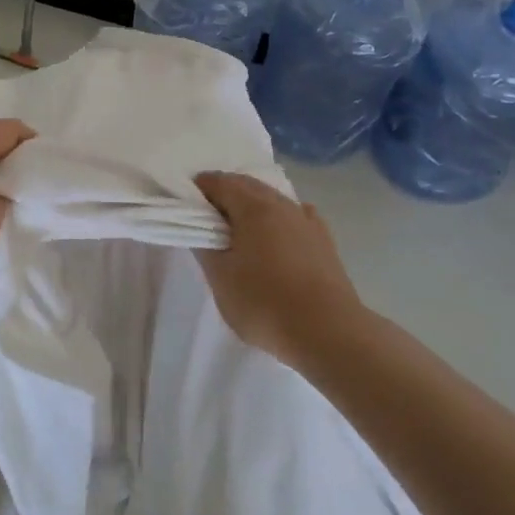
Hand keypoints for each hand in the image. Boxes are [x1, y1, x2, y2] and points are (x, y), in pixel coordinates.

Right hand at [194, 172, 366, 365]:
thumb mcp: (221, 278)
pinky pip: (295, 217)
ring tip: (238, 231)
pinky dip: (278, 219)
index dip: (199, 189)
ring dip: (252, 206)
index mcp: (254, 207)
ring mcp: (308, 221)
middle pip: (247, 186)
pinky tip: (277, 236)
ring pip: (273, 200)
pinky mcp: (324, 241)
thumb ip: (205, 247)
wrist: (328, 332)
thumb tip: (201, 229)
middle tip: (206, 219)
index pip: (219, 182)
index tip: (185, 206)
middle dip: (225, 194)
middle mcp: (283, 204)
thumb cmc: (264, 302)